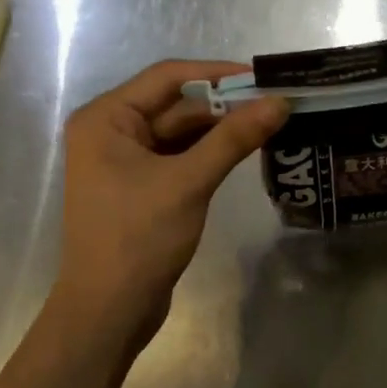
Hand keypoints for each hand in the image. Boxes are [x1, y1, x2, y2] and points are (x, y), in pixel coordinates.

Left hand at [55, 61, 286, 351]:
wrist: (108, 313)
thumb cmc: (137, 239)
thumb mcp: (189, 182)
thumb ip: (234, 138)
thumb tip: (280, 102)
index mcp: (106, 118)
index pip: (168, 77)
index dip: (217, 74)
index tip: (263, 77)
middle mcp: (111, 130)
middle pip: (177, 104)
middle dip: (225, 104)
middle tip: (276, 103)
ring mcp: (126, 159)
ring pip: (182, 131)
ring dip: (222, 128)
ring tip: (270, 122)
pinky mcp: (142, 185)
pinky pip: (181, 155)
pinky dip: (211, 151)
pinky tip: (246, 149)